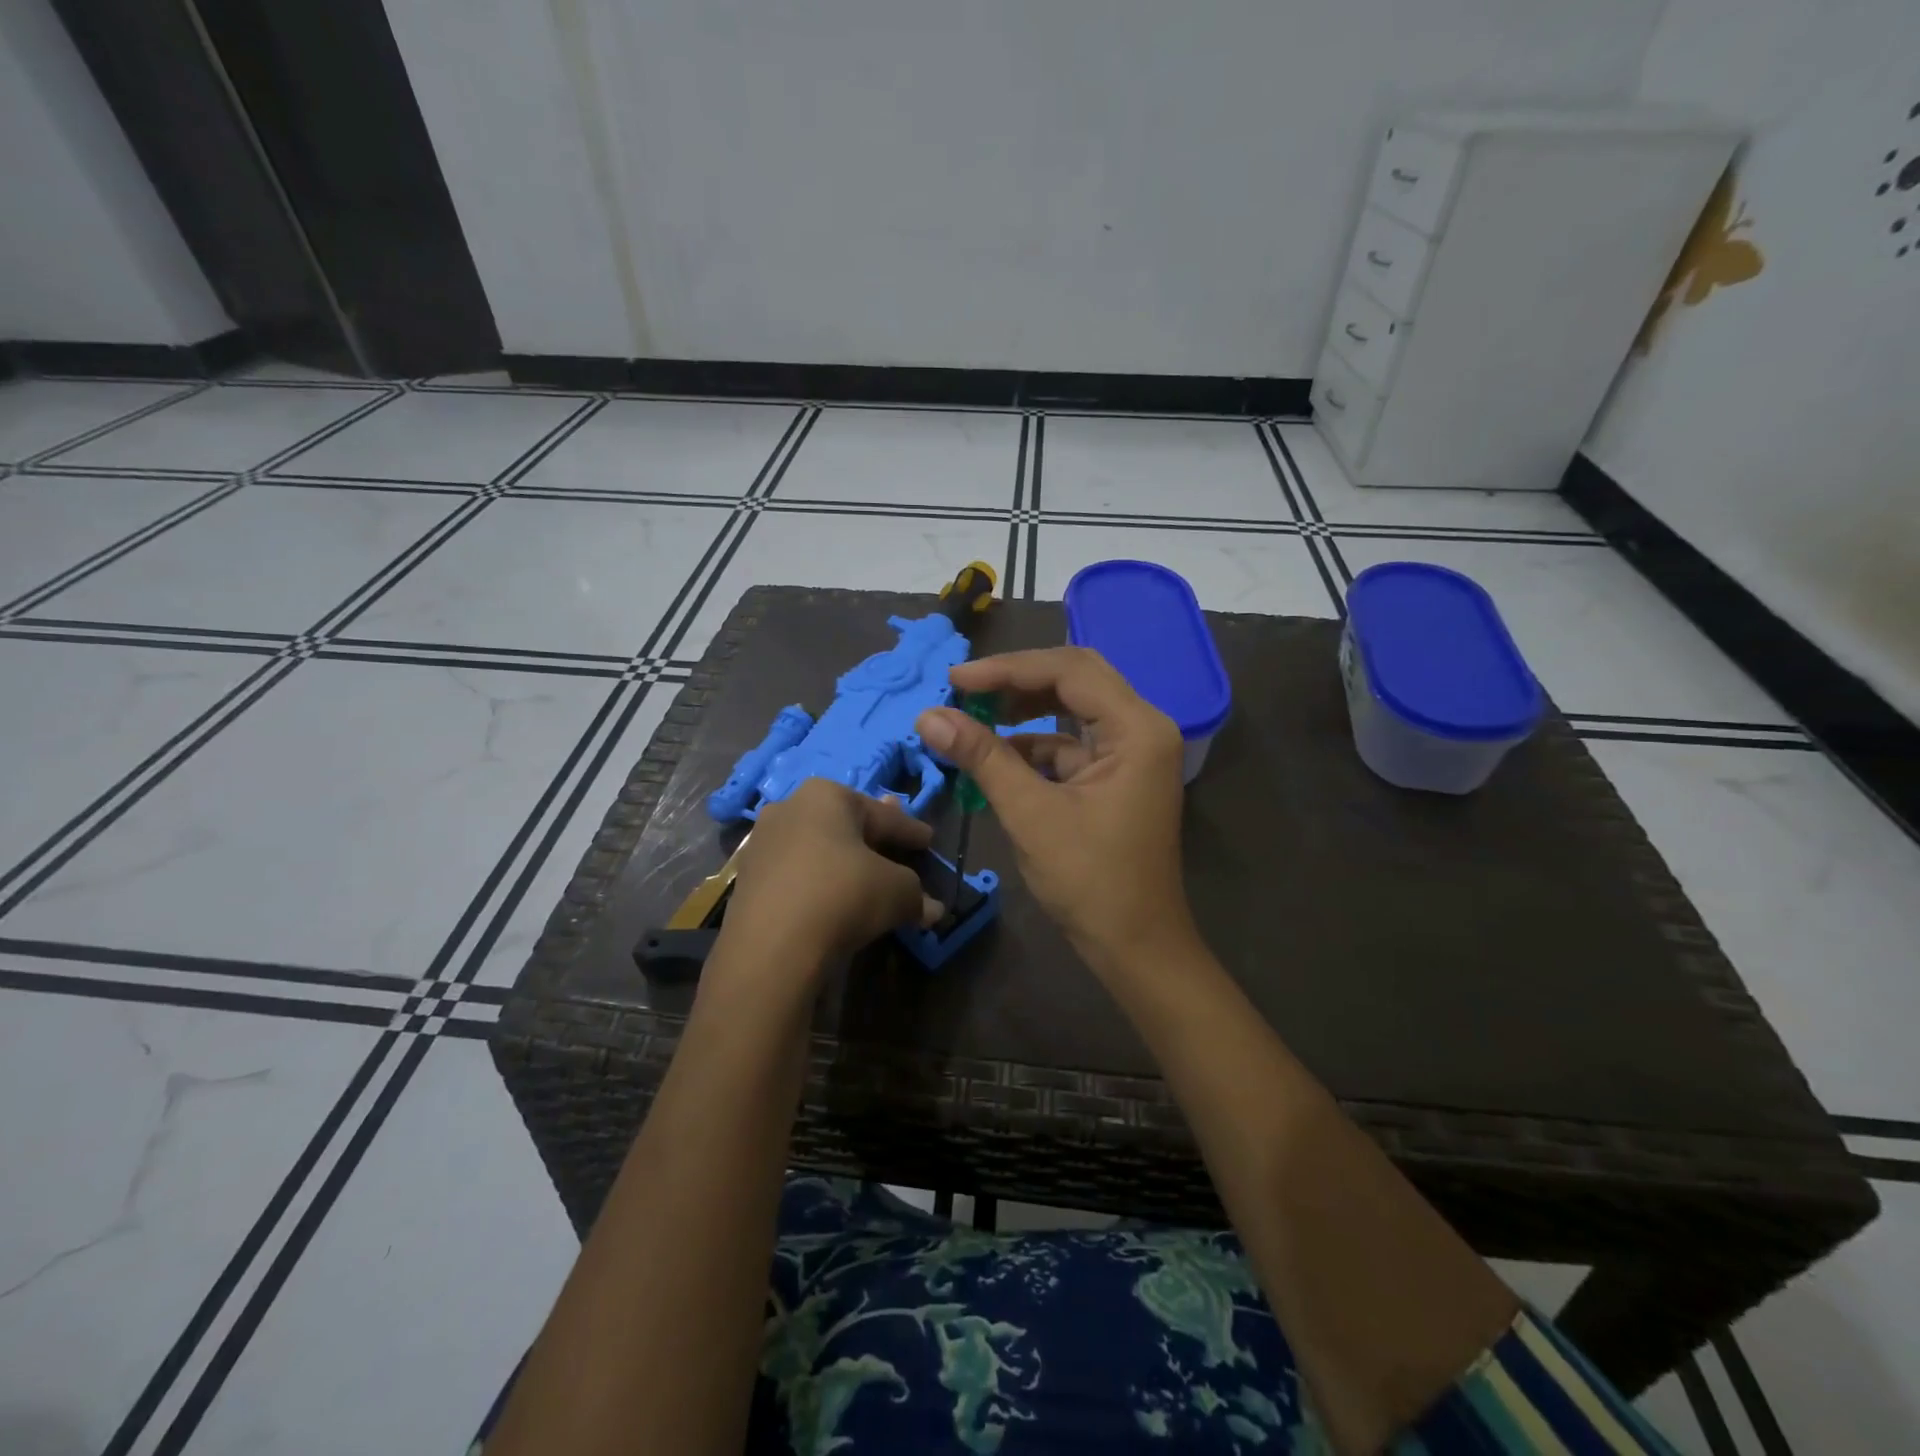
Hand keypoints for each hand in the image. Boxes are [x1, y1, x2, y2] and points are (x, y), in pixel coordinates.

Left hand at [719, 779, 940, 975]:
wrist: (772, 946)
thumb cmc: (843, 896)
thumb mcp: (897, 891)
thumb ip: (917, 893)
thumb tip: (932, 909)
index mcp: (827, 795)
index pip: (883, 815)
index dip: (910, 830)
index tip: (928, 840)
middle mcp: (789, 807)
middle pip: (845, 825)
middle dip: (873, 838)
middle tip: (896, 847)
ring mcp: (762, 843)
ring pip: (816, 848)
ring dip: (842, 861)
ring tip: (864, 876)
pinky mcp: (747, 879)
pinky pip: (796, 875)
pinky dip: (817, 883)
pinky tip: (831, 899)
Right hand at [915, 647, 1197, 976]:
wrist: (1136, 946)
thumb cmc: (1090, 881)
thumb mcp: (1031, 814)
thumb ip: (983, 758)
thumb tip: (928, 716)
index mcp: (1137, 729)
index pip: (1069, 671)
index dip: (1008, 669)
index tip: (955, 679)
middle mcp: (1142, 729)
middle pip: (1075, 680)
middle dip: (1016, 681)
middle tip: (964, 689)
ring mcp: (1132, 753)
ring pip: (1072, 709)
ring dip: (1023, 711)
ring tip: (972, 717)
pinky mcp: (1117, 776)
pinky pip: (1071, 743)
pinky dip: (1033, 745)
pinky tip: (995, 755)